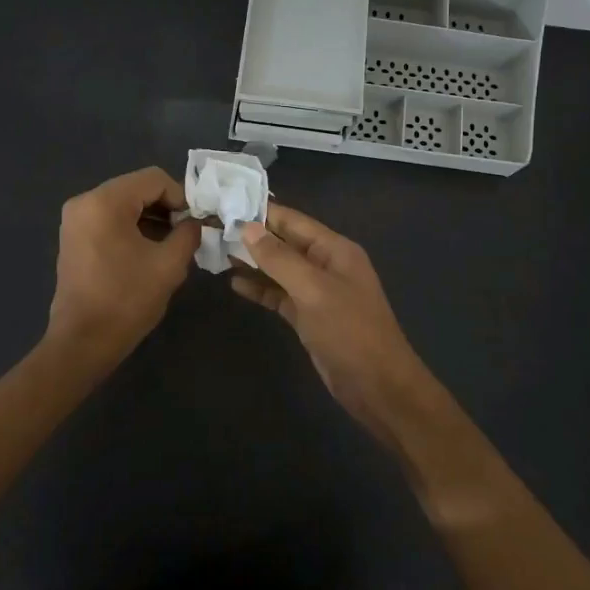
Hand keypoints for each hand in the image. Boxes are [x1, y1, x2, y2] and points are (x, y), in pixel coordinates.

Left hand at [46, 166, 200, 366]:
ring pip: (124, 203)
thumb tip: (196, 222)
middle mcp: (85, 201)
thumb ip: (188, 233)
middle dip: (166, 207)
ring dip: (151, 217)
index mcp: (105, 202)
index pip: (154, 179)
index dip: (181, 196)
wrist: (83, 342)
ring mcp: (75, 219)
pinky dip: (132, 227)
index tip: (196, 222)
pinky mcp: (74, 237)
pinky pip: (110, 219)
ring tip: (172, 244)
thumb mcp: (169, 264)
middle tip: (187, 233)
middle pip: (137, 188)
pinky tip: (149, 250)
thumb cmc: (126, 300)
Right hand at [234, 205, 437, 437]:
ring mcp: (317, 292)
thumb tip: (247, 227)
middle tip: (212, 227)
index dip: (261, 212)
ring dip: (252, 262)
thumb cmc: (349, 331)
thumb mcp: (313, 290)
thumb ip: (279, 258)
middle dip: (252, 236)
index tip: (226, 203)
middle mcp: (326, 265)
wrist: (377, 386)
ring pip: (279, 269)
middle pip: (284, 243)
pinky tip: (235, 283)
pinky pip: (280, 295)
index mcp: (335, 249)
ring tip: (216, 252)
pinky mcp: (308, 317)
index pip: (293, 220)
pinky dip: (260, 288)